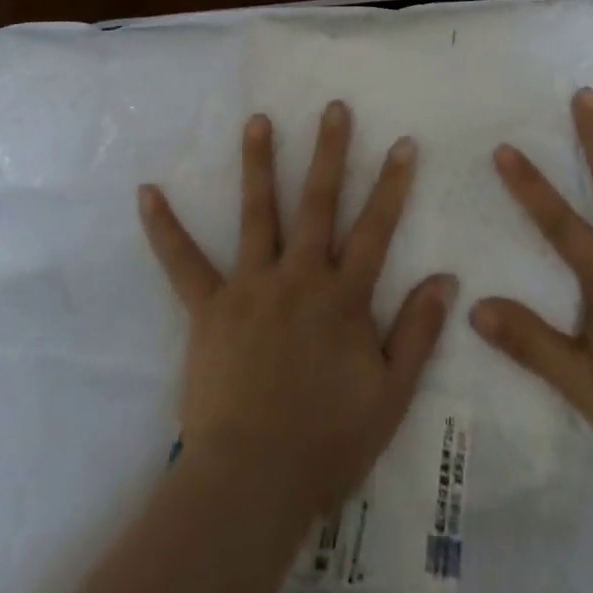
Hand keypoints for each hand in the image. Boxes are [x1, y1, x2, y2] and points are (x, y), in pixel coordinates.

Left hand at [137, 102, 455, 526]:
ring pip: (258, 213)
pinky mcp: (209, 307)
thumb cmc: (327, 442)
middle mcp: (299, 276)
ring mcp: (251, 286)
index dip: (392, 185)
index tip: (402, 143)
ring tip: (258, 120)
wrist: (252, 484)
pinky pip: (183, 263)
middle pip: (318, 203)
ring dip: (258, 163)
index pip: (376, 228)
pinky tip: (147, 192)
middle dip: (329, 152)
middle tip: (334, 108)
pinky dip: (164, 228)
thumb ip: (418, 332)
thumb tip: (446, 278)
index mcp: (343, 296)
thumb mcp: (390, 395)